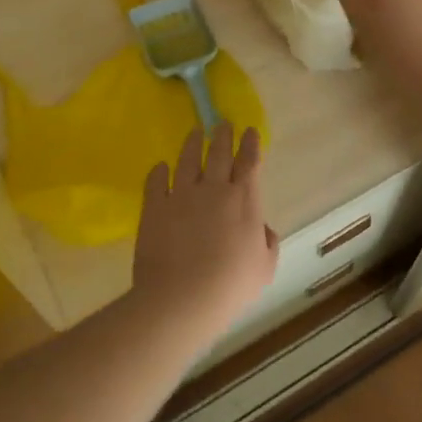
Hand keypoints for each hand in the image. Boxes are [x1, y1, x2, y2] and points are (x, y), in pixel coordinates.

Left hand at [133, 124, 277, 344]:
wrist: (181, 298)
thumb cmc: (230, 286)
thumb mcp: (264, 269)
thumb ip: (267, 243)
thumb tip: (262, 228)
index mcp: (244, 200)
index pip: (249, 162)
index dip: (250, 144)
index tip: (249, 130)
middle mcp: (214, 189)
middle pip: (219, 153)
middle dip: (223, 135)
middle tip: (222, 123)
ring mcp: (181, 194)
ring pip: (188, 159)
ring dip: (193, 143)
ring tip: (195, 132)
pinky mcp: (154, 206)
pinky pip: (156, 181)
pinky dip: (159, 171)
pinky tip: (160, 167)